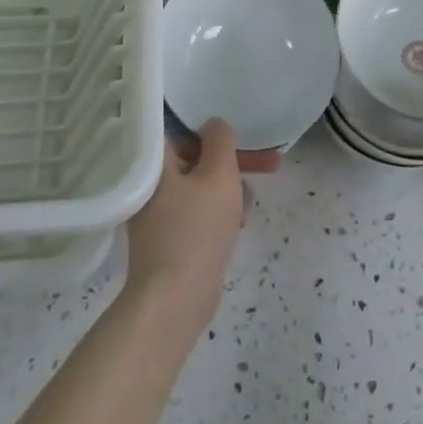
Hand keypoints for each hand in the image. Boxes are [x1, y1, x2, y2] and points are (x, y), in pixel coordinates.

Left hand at [125, 119, 246, 328]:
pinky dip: (218, 212)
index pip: (181, 129)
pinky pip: (197, 213)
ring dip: (229, 188)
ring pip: (200, 187)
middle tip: (271, 165)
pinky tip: (238, 225)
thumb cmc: (197, 229)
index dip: (214, 129)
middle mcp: (151, 183)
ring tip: (251, 203)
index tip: (241, 134)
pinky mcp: (168, 239)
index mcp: (157, 162)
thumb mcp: (218, 175)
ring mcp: (157, 213)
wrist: (175, 300)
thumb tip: (214, 123)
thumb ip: (220, 142)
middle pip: (196, 158)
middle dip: (234, 162)